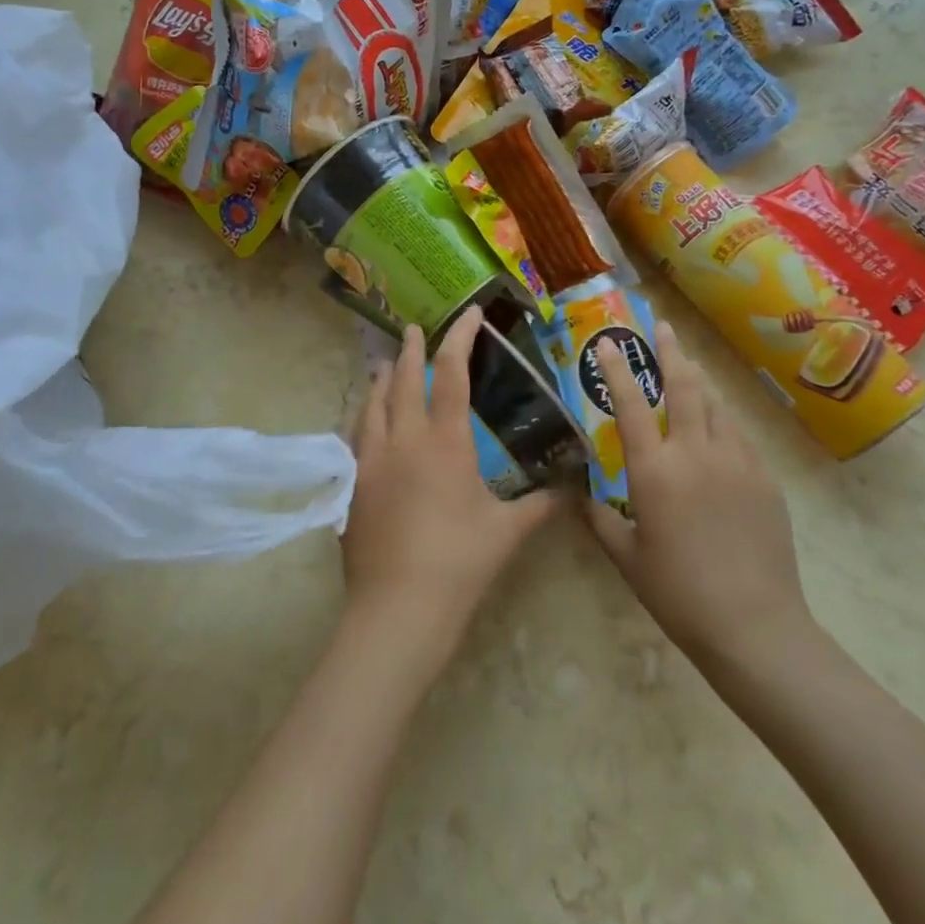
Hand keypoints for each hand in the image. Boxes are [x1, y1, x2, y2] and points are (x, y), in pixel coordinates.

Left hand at [343, 306, 562, 660]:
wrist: (398, 608)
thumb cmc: (459, 563)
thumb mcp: (507, 532)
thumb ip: (540, 505)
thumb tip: (571, 490)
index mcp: (444, 441)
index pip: (451, 372)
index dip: (460, 337)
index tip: (468, 314)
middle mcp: (403, 438)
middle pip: (404, 379)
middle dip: (412, 349)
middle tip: (413, 329)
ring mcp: (371, 459)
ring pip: (372, 403)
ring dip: (382, 379)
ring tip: (385, 365)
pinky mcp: (353, 483)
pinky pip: (355, 434)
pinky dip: (363, 415)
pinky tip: (364, 420)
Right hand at [585, 321, 809, 664]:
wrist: (754, 626)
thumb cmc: (679, 593)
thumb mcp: (626, 558)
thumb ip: (599, 520)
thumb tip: (579, 496)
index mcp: (655, 471)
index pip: (630, 405)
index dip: (616, 370)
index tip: (606, 343)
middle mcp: (696, 453)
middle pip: (684, 387)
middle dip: (670, 352)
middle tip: (662, 327)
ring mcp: (736, 462)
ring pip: (716, 405)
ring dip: (698, 382)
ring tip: (689, 367)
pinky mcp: (765, 479)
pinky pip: (739, 435)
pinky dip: (722, 420)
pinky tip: (718, 426)